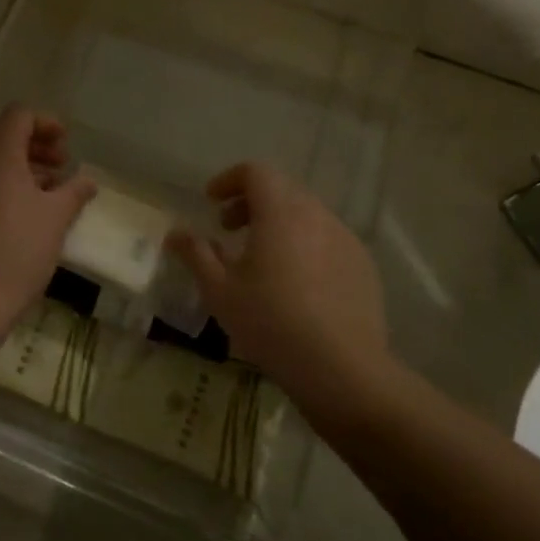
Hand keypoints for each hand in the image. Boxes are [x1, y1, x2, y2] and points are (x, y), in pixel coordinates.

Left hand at [0, 106, 96, 325]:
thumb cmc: (18, 247)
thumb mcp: (56, 217)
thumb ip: (74, 191)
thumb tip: (87, 181)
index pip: (20, 116)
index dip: (47, 124)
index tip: (67, 146)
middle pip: (3, 134)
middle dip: (36, 145)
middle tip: (62, 166)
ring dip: (22, 165)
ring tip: (50, 190)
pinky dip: (4, 183)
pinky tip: (26, 210)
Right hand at [167, 163, 388, 402]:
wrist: (342, 369)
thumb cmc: (271, 323)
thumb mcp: (220, 290)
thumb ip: (196, 254)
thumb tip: (176, 233)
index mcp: (280, 212)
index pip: (255, 172)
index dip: (229, 180)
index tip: (211, 202)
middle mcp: (317, 215)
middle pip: (281, 190)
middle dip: (251, 202)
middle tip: (229, 230)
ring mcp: (345, 239)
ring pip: (307, 215)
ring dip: (279, 224)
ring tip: (261, 260)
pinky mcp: (363, 265)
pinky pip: (328, 240)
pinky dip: (305, 245)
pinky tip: (296, 285)